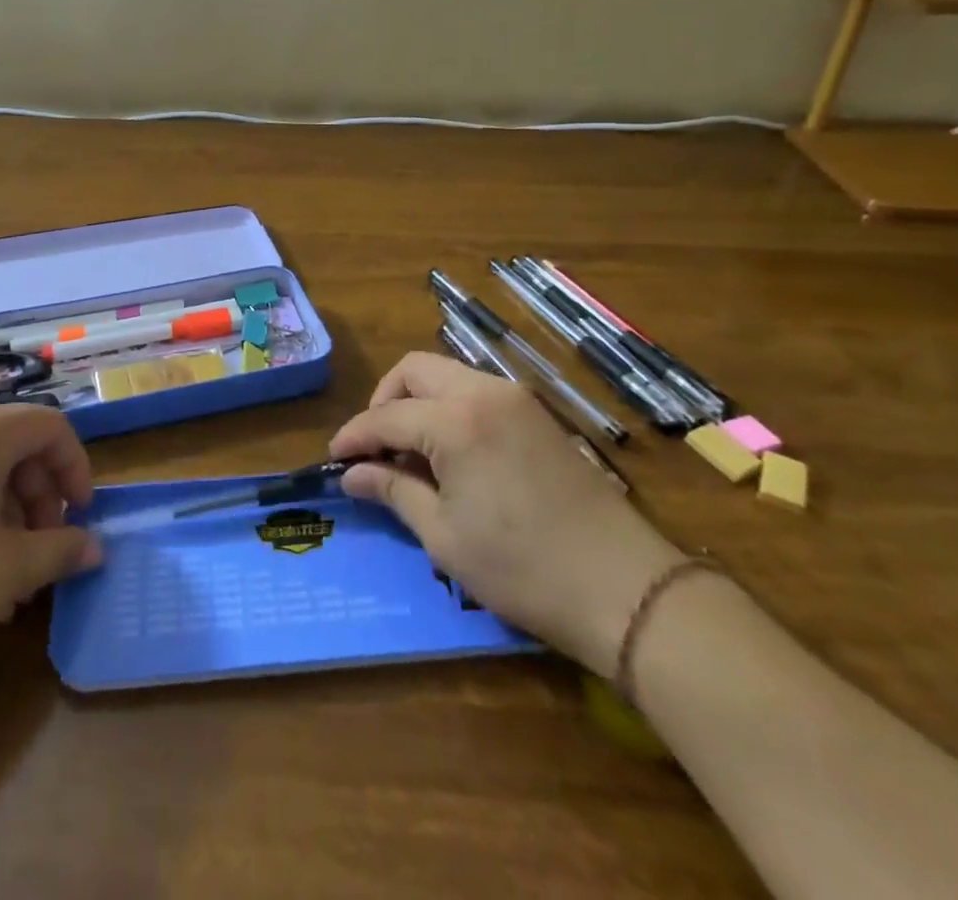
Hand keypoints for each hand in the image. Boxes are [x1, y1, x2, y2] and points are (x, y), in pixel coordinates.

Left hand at [0, 402, 102, 683]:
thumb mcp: (3, 569)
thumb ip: (59, 551)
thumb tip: (94, 548)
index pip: (52, 428)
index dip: (76, 469)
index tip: (82, 518)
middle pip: (16, 448)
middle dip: (39, 503)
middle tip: (43, 557)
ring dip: (7, 520)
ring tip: (8, 587)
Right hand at [330, 352, 680, 677]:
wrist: (624, 588)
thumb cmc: (522, 568)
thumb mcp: (443, 535)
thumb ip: (393, 491)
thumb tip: (351, 475)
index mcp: (456, 420)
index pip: (387, 415)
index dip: (354, 435)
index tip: (334, 458)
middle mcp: (484, 392)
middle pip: (414, 370)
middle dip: (384, 400)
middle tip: (375, 446)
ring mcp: (515, 398)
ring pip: (447, 374)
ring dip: (417, 401)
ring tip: (409, 452)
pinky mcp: (537, 414)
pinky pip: (476, 391)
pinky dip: (449, 407)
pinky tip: (449, 452)